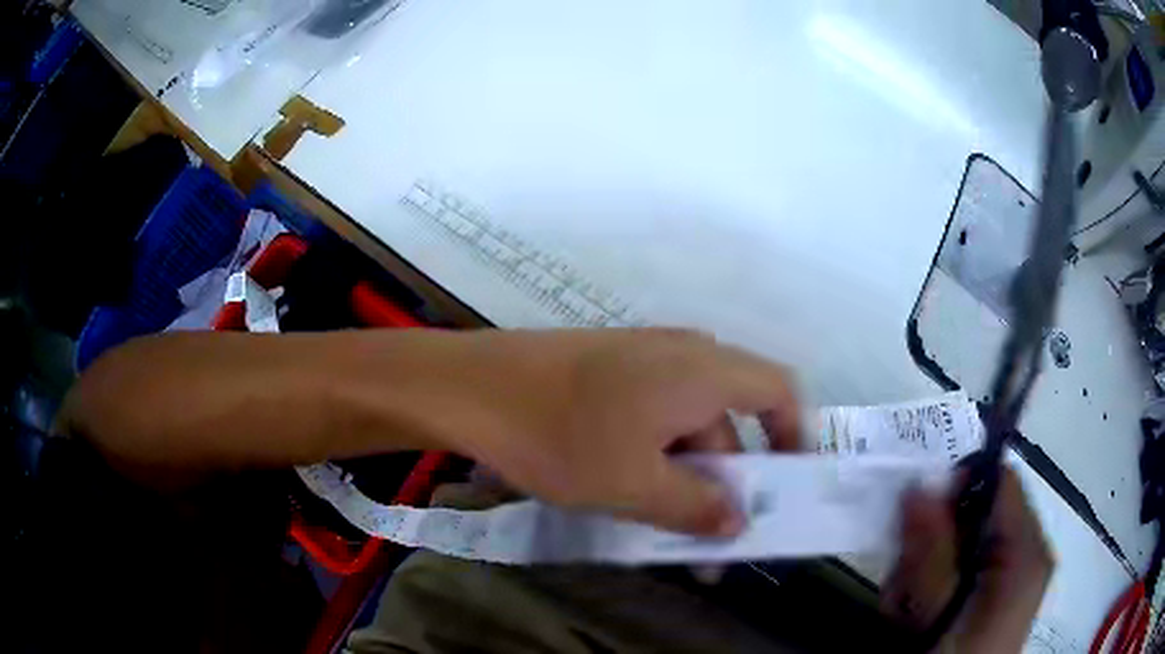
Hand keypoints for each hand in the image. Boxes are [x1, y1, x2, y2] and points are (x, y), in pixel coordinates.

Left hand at [426, 328, 799, 536]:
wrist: (471, 387)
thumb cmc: (560, 435)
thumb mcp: (634, 486)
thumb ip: (696, 507)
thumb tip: (737, 522)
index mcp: (704, 370)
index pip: (779, 391)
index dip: (793, 433)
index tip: (784, 482)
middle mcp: (682, 352)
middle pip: (730, 413)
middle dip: (728, 475)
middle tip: (713, 531)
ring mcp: (641, 356)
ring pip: (688, 417)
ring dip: (689, 469)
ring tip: (667, 522)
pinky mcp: (609, 366)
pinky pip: (654, 410)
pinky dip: (657, 450)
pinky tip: (630, 486)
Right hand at [881, 467, 1053, 652]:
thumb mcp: (940, 614)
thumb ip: (931, 552)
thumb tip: (917, 486)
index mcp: (1027, 549)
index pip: (1001, 481)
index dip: (959, 486)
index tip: (917, 518)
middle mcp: (1026, 553)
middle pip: (977, 517)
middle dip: (933, 545)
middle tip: (903, 584)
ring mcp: (1013, 576)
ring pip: (963, 547)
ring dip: (925, 573)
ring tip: (904, 611)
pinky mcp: (997, 595)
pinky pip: (965, 571)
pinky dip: (934, 588)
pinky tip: (914, 619)